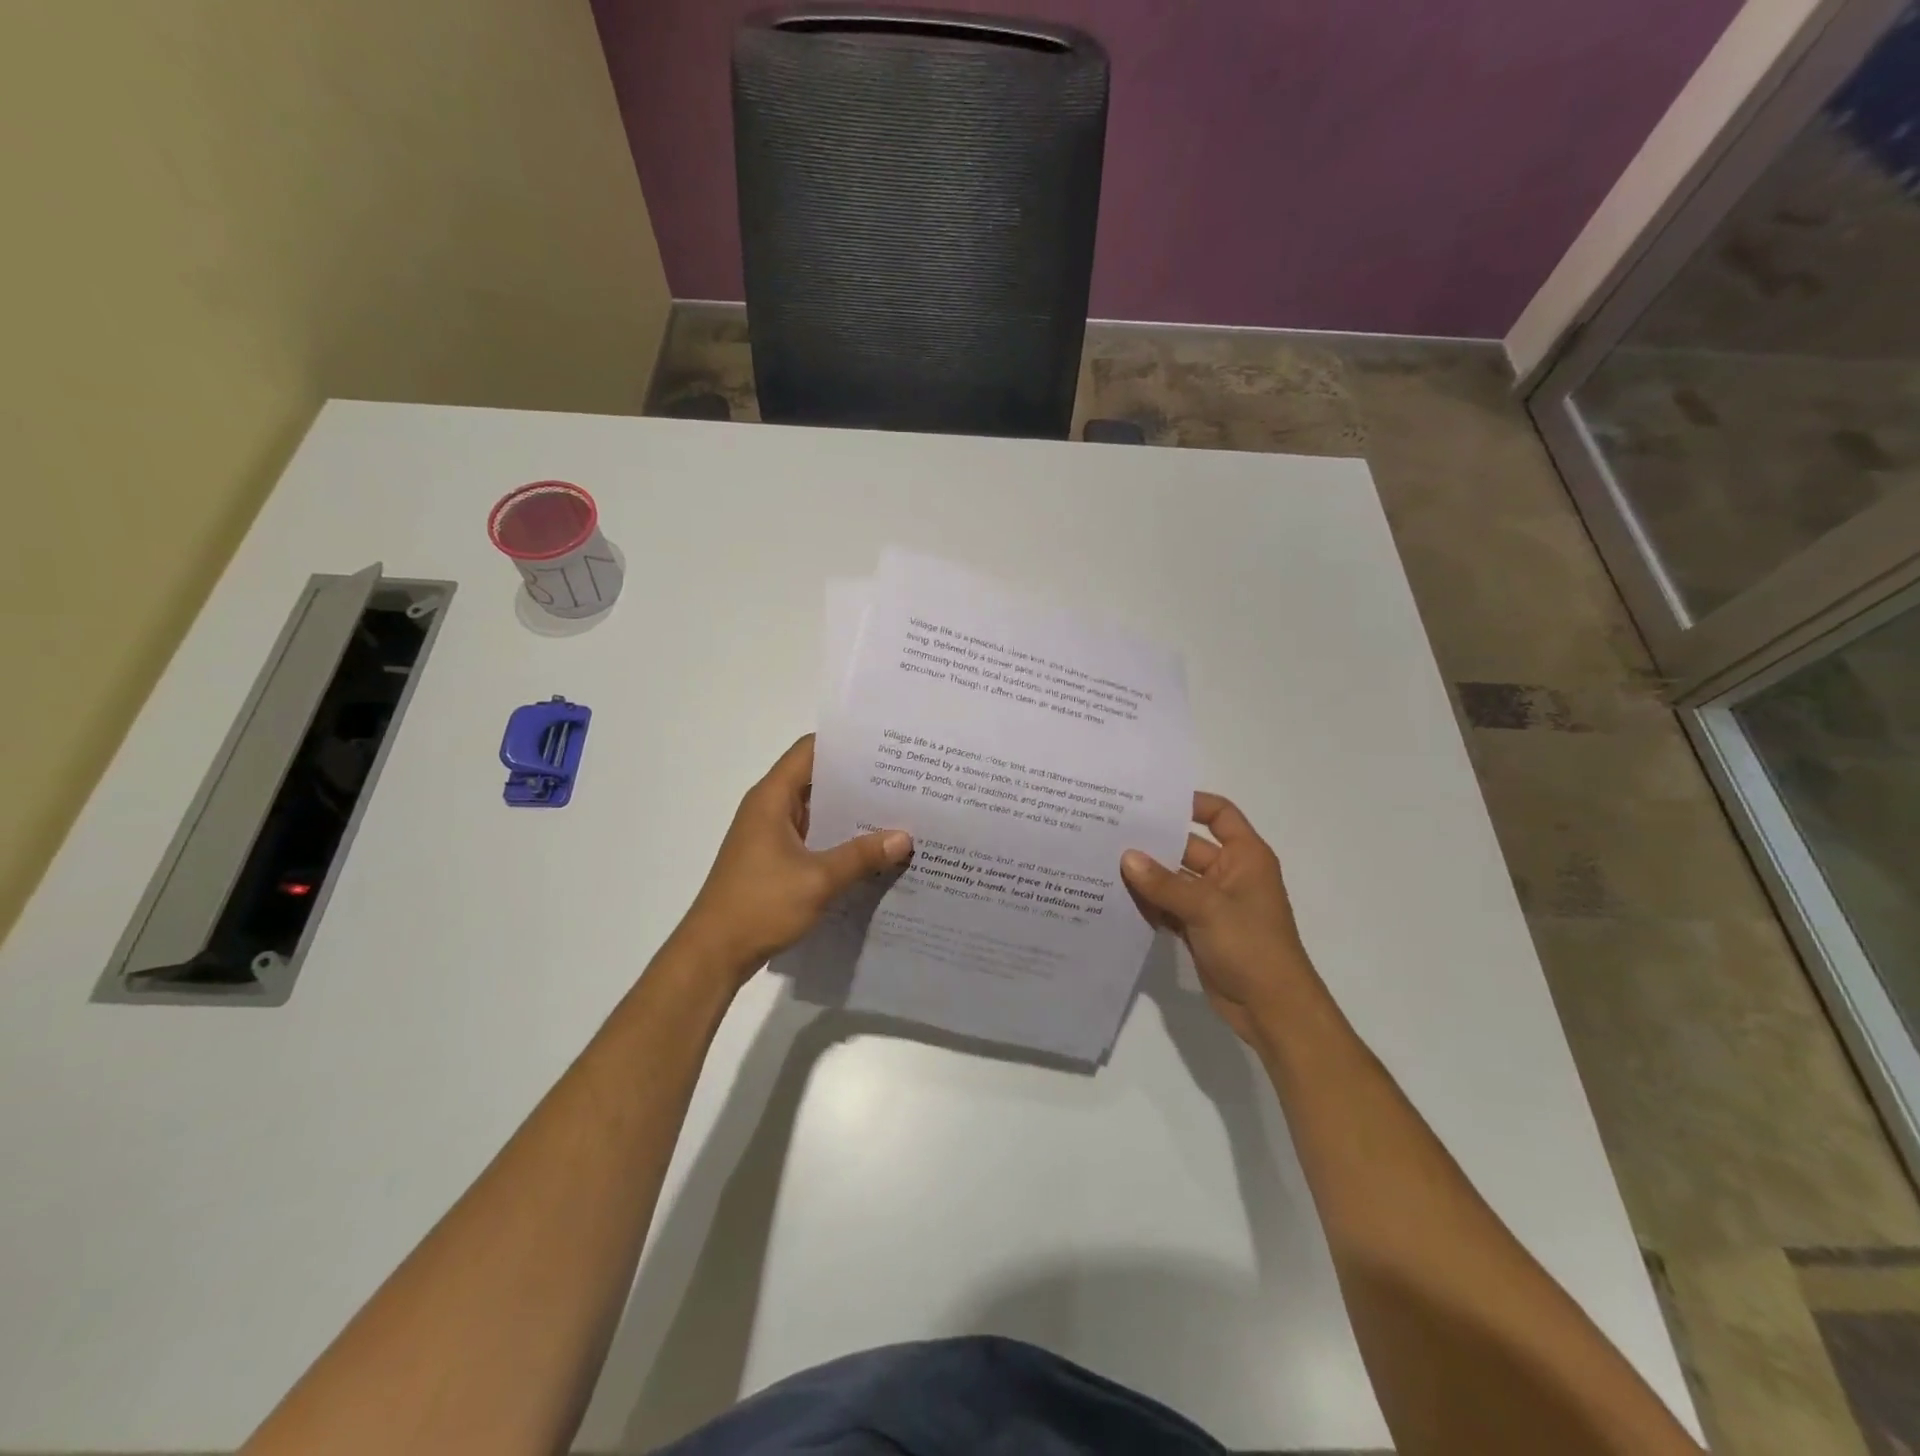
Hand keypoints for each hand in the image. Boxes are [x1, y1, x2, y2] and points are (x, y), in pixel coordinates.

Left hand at [678, 736, 912, 978]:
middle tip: (904, 782)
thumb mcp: (818, 880)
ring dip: (851, 813)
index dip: (845, 743)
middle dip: (858, 781)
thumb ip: (862, 856)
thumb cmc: (760, 906)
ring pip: (818, 812)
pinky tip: (873, 852)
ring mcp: (771, 836)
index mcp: (772, 798)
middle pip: (817, 779)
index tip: (884, 746)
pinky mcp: (774, 861)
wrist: (714, 954)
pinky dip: (839, 839)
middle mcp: (770, 809)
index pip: (810, 750)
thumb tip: (905, 837)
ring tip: (898, 813)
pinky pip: (814, 838)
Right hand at [1121, 792, 1313, 1044]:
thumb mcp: (1206, 907)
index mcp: (1245, 857)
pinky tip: (1116, 896)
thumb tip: (1126, 857)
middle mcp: (1229, 874)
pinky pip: (1169, 906)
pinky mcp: (1199, 929)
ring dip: (1147, 874)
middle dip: (1154, 841)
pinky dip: (1149, 903)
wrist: (1273, 1009)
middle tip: (1111, 830)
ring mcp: (1213, 903)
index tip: (1151, 801)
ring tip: (1103, 860)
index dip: (1191, 803)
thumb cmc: (1251, 945)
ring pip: (1174, 879)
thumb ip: (1163, 883)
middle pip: (1187, 846)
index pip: (1219, 815)